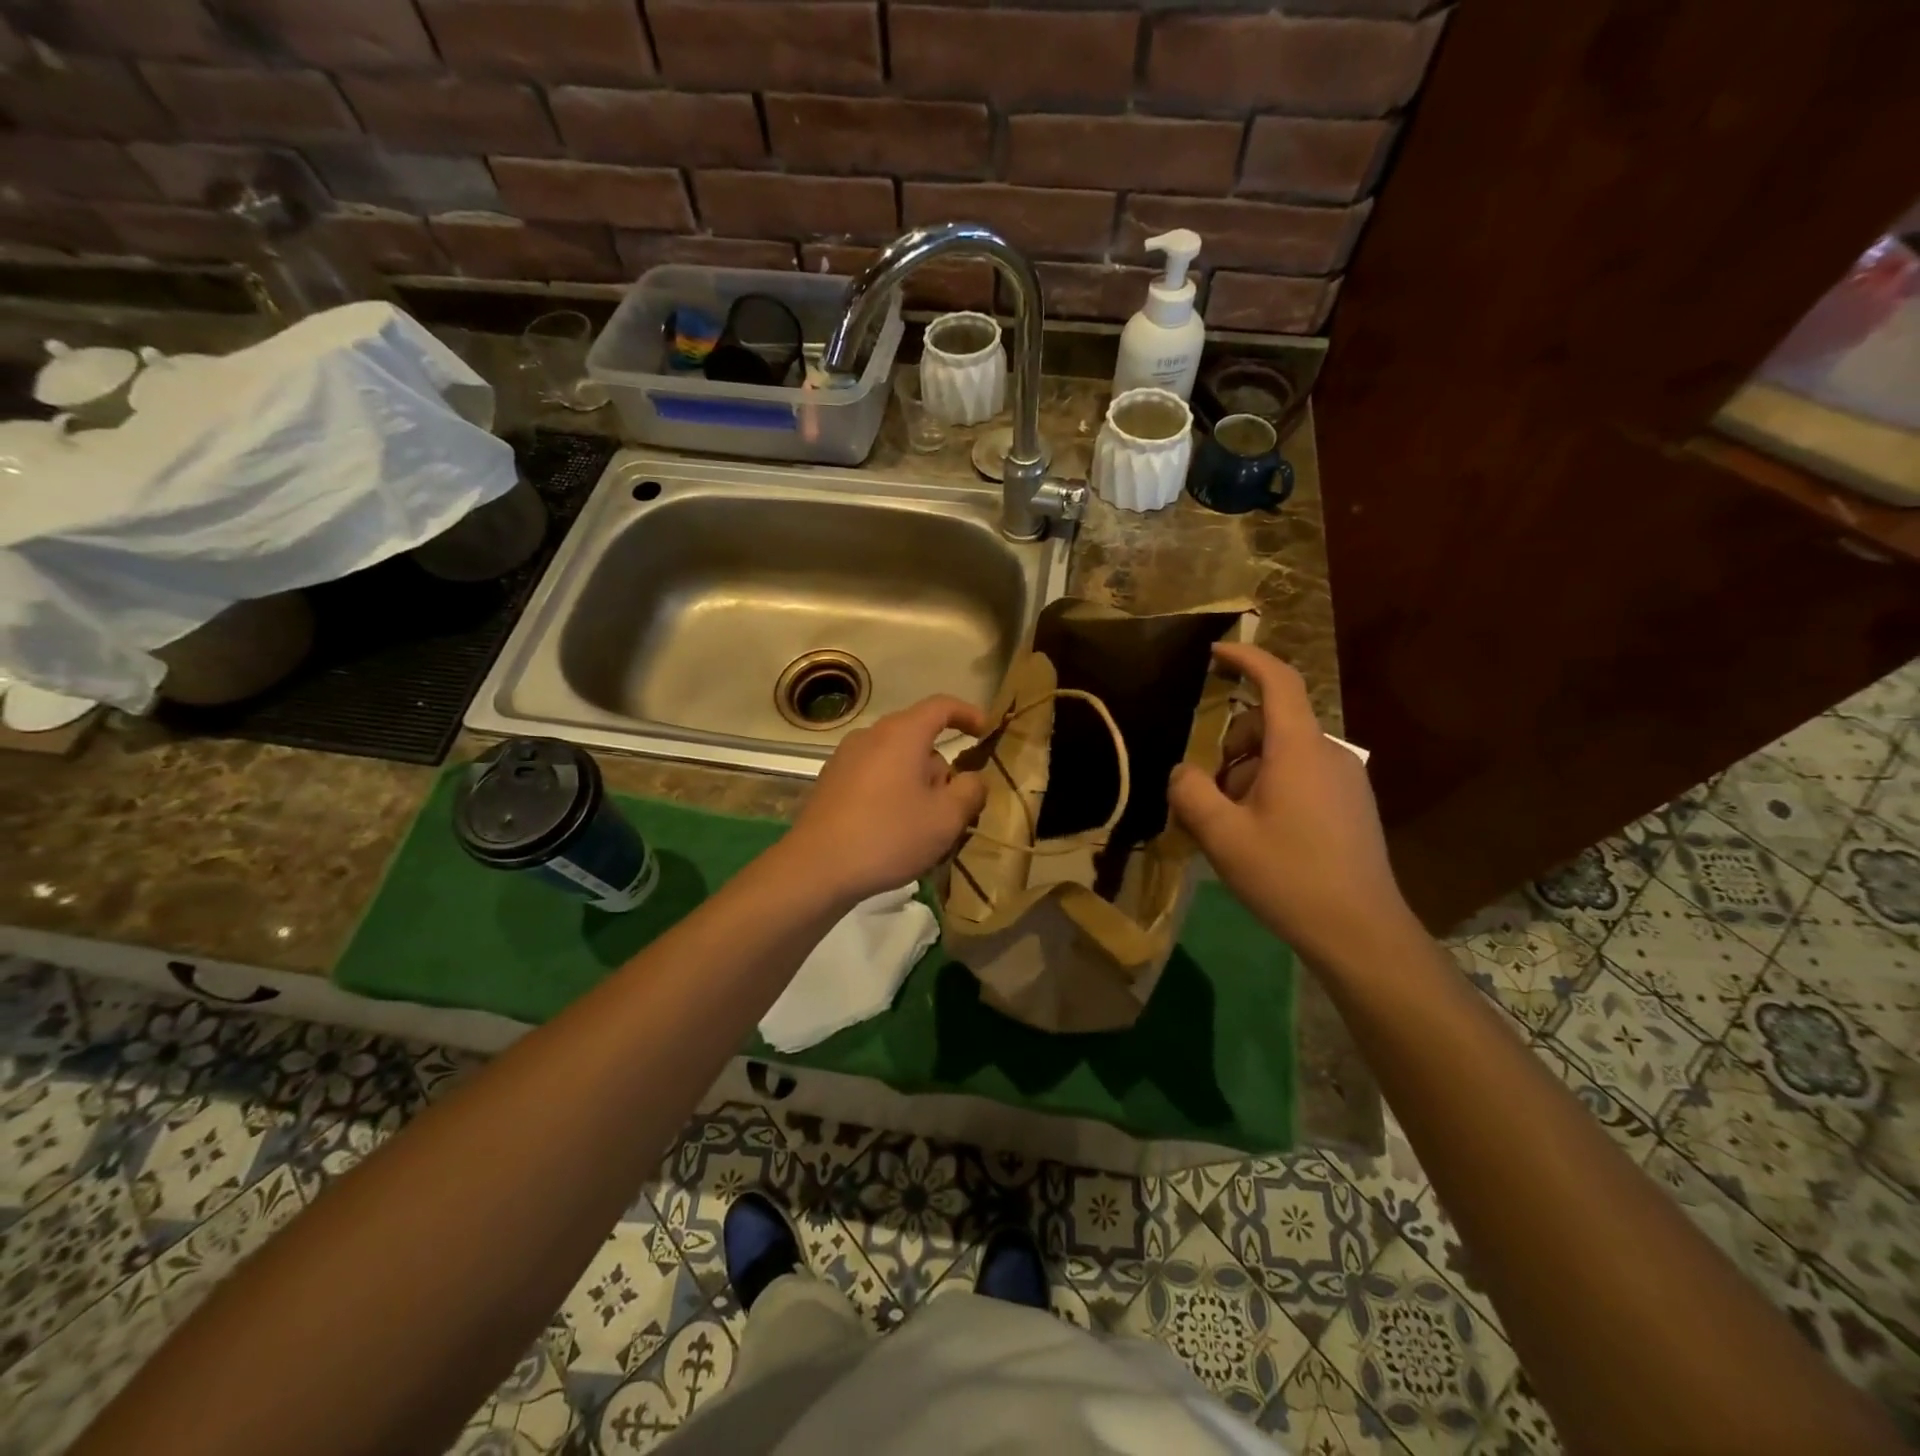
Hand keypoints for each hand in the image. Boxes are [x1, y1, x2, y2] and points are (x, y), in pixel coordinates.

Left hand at [784, 695, 989, 903]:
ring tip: (924, 826)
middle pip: (918, 738)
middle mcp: (871, 736)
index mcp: (902, 733)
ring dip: (916, 783)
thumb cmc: (889, 835)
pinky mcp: (831, 783)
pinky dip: (892, 792)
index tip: (986, 731)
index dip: (968, 714)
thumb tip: (973, 779)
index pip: (942, 706)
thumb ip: (970, 791)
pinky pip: (874, 776)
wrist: (816, 868)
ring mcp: (845, 758)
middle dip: (942, 767)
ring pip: (896, 760)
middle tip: (955, 805)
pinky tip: (893, 830)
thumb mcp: (946, 818)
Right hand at [1168, 643, 1412, 966]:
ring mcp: (1347, 780)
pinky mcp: (1353, 805)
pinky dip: (1273, 789)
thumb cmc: (1288, 877)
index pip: (1277, 682)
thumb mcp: (1222, 837)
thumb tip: (1183, 771)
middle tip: (1210, 796)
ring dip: (1249, 774)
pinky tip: (1263, 836)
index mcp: (1299, 749)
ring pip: (1284, 754)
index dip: (1246, 659)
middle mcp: (1329, 753)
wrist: (1361, 932)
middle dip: (1232, 747)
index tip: (1215, 653)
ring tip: (1234, 826)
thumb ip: (1191, 793)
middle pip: (1271, 724)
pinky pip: (1303, 776)